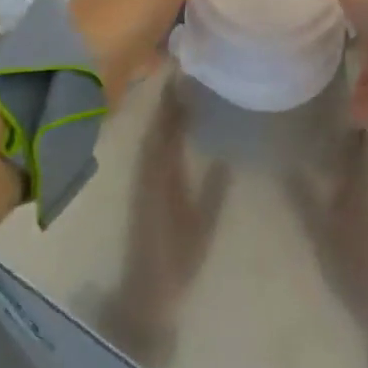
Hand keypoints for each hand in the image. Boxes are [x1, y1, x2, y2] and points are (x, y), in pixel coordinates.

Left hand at [69, 0, 224, 97]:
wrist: (87, 67)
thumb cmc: (130, 8)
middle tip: (213, 7)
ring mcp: (106, 24)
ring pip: (148, 17)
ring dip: (169, 23)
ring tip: (201, 31)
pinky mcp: (107, 57)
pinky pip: (143, 48)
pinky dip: (159, 49)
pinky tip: (178, 53)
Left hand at [99, 91, 229, 367]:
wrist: (146, 292)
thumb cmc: (178, 260)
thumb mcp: (203, 223)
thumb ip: (213, 189)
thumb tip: (226, 153)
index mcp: (163, 177)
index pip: (166, 130)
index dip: (173, 103)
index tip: (183, 77)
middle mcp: (148, 173)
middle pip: (156, 128)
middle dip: (167, 101)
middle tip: (183, 75)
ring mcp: (143, 182)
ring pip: (151, 138)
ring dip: (162, 115)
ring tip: (178, 93)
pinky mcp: (142, 191)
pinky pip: (150, 151)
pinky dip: (159, 133)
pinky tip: (170, 128)